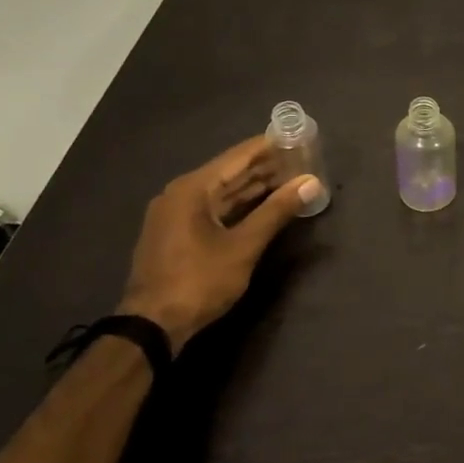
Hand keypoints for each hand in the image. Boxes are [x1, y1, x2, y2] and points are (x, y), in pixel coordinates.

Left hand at [118, 136, 322, 348]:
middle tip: (299, 159)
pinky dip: (239, 205)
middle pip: (229, 172)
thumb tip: (310, 183)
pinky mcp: (176, 234)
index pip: (237, 157)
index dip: (268, 147)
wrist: (152, 325)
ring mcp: (175, 215)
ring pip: (221, 192)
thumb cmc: (199, 280)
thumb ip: (277, 211)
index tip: (296, 137)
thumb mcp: (244, 246)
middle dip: (265, 167)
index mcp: (192, 189)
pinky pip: (213, 209)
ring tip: (288, 179)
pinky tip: (262, 206)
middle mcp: (180, 194)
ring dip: (253, 187)